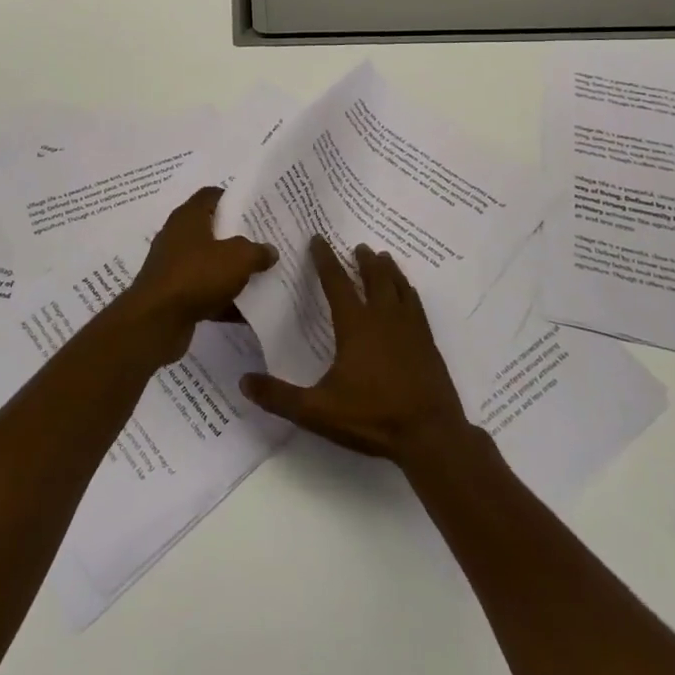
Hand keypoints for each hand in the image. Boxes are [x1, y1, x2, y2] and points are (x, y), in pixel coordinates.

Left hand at [112, 187, 277, 362]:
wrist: (156, 320)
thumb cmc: (196, 275)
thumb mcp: (238, 258)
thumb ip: (257, 251)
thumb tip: (269, 250)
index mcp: (188, 217)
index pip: (211, 195)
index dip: (233, 198)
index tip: (256, 209)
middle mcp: (177, 236)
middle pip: (211, 229)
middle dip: (237, 237)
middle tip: (263, 243)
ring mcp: (173, 266)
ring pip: (208, 263)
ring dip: (231, 271)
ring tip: (259, 276)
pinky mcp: (172, 294)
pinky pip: (203, 291)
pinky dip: (221, 299)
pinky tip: (245, 311)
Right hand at [241, 238, 470, 463]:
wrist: (431, 435)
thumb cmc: (372, 418)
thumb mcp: (318, 411)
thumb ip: (280, 397)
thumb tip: (244, 381)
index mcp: (355, 326)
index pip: (336, 283)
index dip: (325, 260)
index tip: (318, 239)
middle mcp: (384, 318)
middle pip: (374, 278)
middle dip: (364, 260)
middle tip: (359, 247)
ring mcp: (410, 329)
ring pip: (399, 287)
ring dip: (389, 270)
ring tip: (383, 258)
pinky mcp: (429, 344)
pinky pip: (416, 306)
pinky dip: (409, 292)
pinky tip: (409, 294)